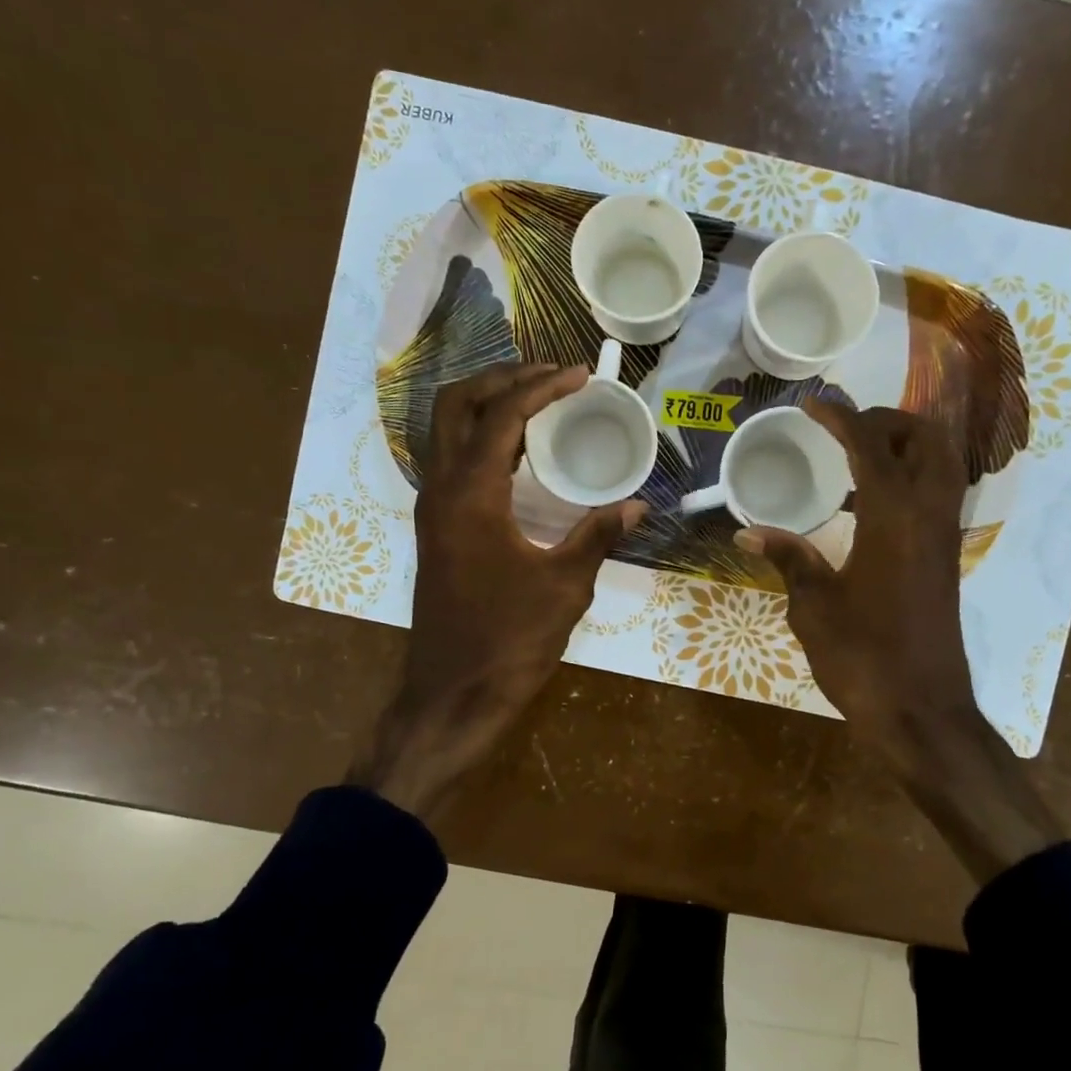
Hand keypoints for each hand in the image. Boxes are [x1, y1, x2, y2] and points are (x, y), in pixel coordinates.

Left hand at [353, 364, 644, 814]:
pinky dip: (484, 441)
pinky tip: (522, 455)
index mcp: (470, 495)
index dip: (542, 387)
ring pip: (447, 432)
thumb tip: (636, 507)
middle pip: (456, 405)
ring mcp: (433, 511)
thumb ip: (597, 537)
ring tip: (539, 402)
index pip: (502, 416)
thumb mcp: (564, 587)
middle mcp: (440, 491)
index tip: (581, 374)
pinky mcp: (438, 531)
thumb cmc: (508, 642)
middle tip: (550, 377)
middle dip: (502, 380)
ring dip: (488, 406)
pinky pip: (454, 462)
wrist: (452, 695)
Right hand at [734, 402, 976, 764]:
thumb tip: (748, 532)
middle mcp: (929, 516)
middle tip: (844, 429)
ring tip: (858, 456)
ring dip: (907, 446)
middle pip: (927, 439)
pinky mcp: (946, 559)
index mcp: (894, 518)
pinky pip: (938, 495)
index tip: (812, 405)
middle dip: (888, 421)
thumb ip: (789, 559)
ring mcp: (944, 538)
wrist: (921, 711)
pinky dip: (912, 477)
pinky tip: (871, 503)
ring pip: (943, 465)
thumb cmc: (863, 658)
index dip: (841, 418)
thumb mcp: (814, 607)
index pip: (870, 446)